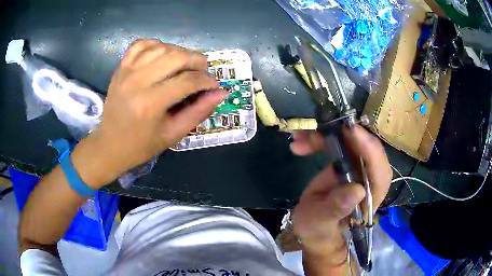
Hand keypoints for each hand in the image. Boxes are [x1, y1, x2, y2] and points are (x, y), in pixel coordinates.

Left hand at [71, 40, 226, 187]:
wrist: (109, 145)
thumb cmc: (141, 145)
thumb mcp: (173, 134)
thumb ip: (199, 111)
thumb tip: (220, 92)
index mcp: (151, 104)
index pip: (188, 81)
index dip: (207, 81)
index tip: (214, 86)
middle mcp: (138, 82)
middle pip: (177, 57)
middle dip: (198, 61)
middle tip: (203, 72)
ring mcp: (127, 71)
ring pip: (161, 47)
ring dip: (180, 52)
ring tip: (185, 65)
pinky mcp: (120, 68)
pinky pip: (141, 44)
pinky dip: (156, 45)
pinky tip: (163, 55)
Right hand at [290, 125, 391, 264]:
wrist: (314, 229)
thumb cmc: (319, 230)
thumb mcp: (321, 223)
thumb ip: (336, 209)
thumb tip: (357, 190)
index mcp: (370, 197)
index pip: (379, 170)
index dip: (369, 148)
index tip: (351, 131)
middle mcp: (369, 179)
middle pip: (366, 148)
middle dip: (344, 135)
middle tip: (322, 127)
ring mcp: (358, 169)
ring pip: (351, 142)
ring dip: (326, 135)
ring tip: (300, 138)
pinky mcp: (346, 163)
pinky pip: (337, 144)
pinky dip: (319, 140)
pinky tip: (299, 144)